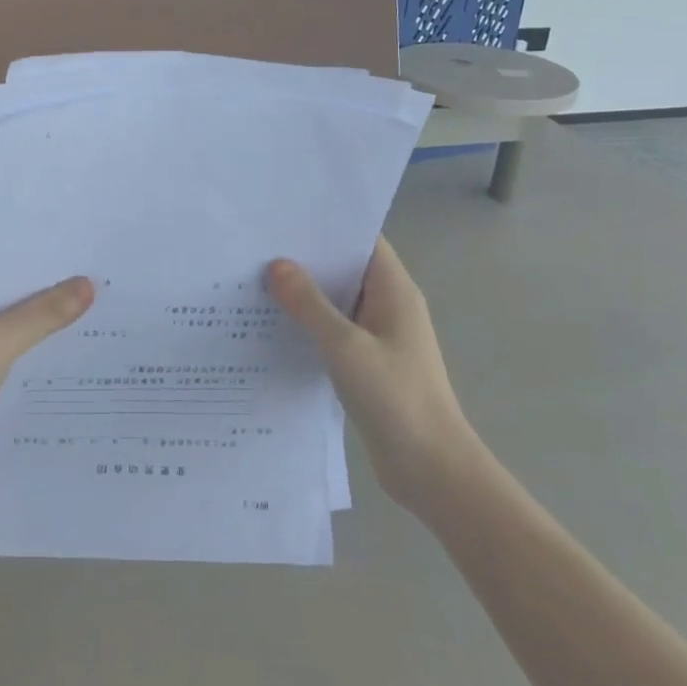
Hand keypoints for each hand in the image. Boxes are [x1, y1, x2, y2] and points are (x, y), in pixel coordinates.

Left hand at [0, 275, 93, 501]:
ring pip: (14, 331)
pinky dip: (36, 359)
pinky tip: (73, 358)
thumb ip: (43, 313)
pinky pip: (13, 361)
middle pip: (10, 298)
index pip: (1, 266)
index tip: (83, 256)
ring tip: (97, 316)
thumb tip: (89, 283)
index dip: (39, 262)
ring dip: (45, 329)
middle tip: (101, 284)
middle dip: (49, 296)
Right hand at [267, 238, 473, 502]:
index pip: (362, 240)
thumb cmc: (395, 397)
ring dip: (304, 294)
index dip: (328, 225)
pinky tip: (272, 326)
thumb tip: (277, 265)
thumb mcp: (345, 345)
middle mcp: (388, 306)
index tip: (284, 216)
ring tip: (254, 279)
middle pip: (346, 269)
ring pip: (337, 303)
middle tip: (257, 246)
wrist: (431, 469)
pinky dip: (308, 325)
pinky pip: (334, 332)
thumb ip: (310, 304)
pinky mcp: (367, 364)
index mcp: (394, 290)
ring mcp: (378, 337)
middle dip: (307, 258)